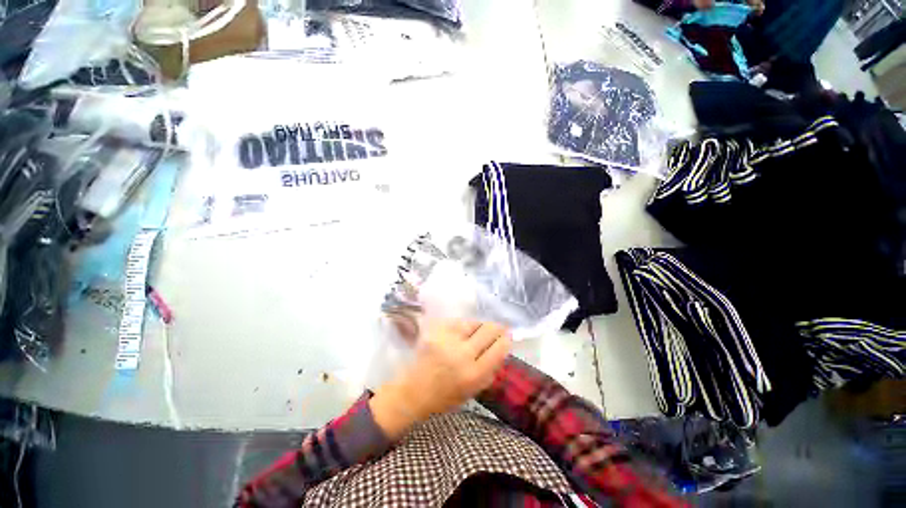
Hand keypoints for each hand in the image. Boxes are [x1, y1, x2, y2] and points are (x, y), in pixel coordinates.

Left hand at [370, 320, 511, 438]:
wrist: (414, 390)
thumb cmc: (446, 396)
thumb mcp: (473, 391)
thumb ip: (490, 370)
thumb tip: (502, 348)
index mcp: (473, 375)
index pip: (498, 349)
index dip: (505, 340)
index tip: (508, 336)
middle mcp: (462, 354)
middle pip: (488, 330)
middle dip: (497, 328)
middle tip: (498, 328)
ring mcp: (447, 340)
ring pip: (473, 323)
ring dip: (480, 326)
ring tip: (479, 331)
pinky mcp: (436, 331)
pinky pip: (457, 322)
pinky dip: (464, 325)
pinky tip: (463, 331)